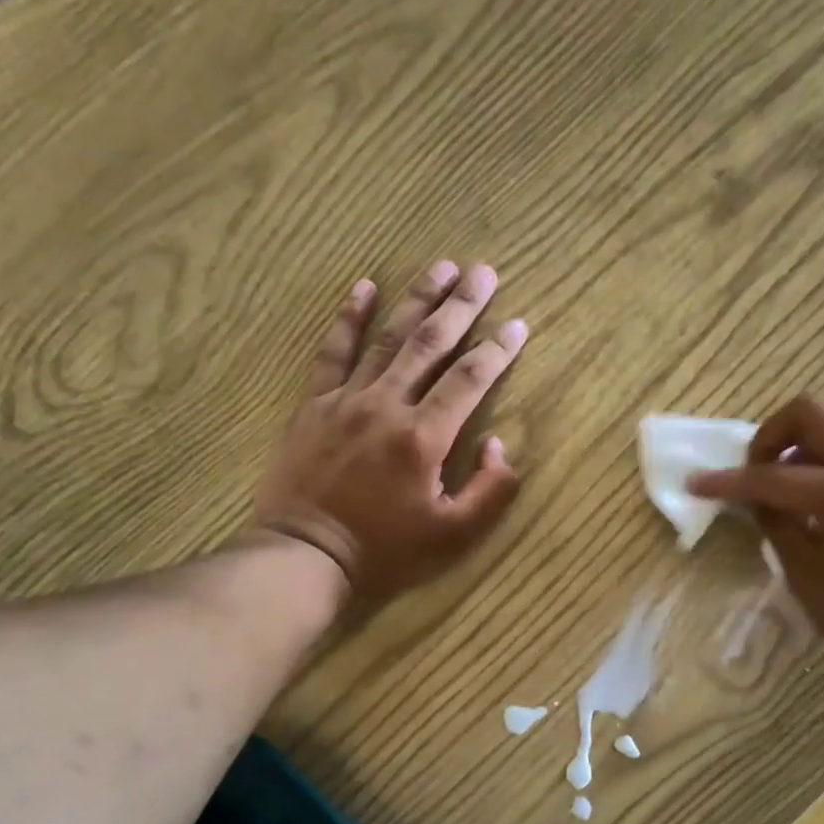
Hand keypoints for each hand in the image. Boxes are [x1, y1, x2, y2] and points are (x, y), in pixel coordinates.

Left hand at [254, 260, 527, 601]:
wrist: (306, 557)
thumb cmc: (385, 551)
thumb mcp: (453, 536)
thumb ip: (490, 490)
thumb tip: (500, 445)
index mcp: (424, 438)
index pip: (470, 380)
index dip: (498, 350)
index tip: (518, 324)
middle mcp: (387, 405)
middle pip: (431, 343)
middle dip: (462, 305)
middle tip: (484, 271)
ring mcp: (346, 400)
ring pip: (387, 338)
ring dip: (417, 299)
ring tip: (441, 266)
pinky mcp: (314, 405)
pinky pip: (332, 352)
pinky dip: (348, 318)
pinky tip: (363, 286)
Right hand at [688, 396, 823, 696]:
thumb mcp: (809, 578)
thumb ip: (777, 527)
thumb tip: (757, 499)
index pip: (772, 475)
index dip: (728, 481)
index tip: (696, 483)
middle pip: (813, 411)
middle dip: (770, 435)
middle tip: (754, 473)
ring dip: (801, 444)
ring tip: (785, 487)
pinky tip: (821, 502)